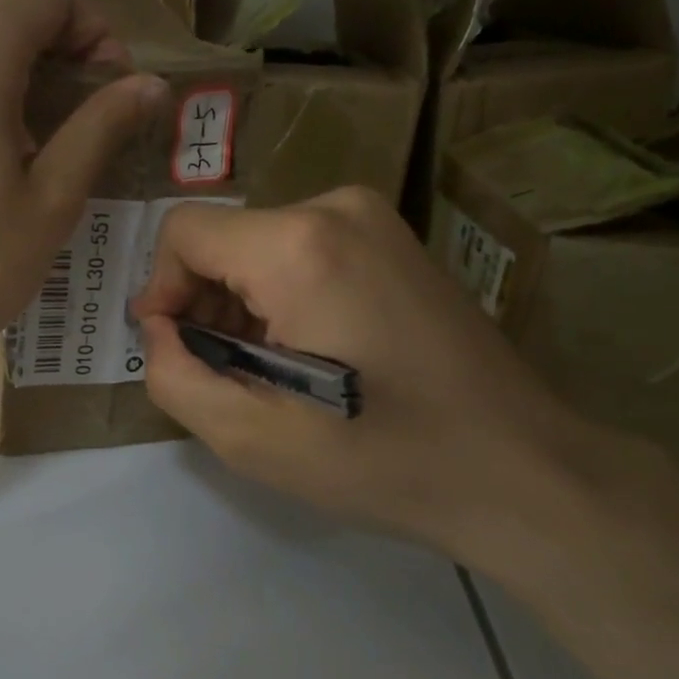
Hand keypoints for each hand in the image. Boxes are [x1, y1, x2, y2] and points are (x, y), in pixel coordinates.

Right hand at [130, 188, 611, 563]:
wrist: (519, 470)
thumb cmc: (379, 457)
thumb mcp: (249, 436)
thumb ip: (173, 374)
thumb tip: (159, 329)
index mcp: (298, 246)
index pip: (184, 232)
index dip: (161, 289)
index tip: (174, 348)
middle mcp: (336, 208)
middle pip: (224, 239)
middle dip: (204, 304)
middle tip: (223, 374)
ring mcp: (375, 220)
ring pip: (261, 247)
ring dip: (243, 306)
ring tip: (268, 373)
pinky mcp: (396, 242)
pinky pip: (304, 252)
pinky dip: (283, 297)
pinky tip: (309, 355)